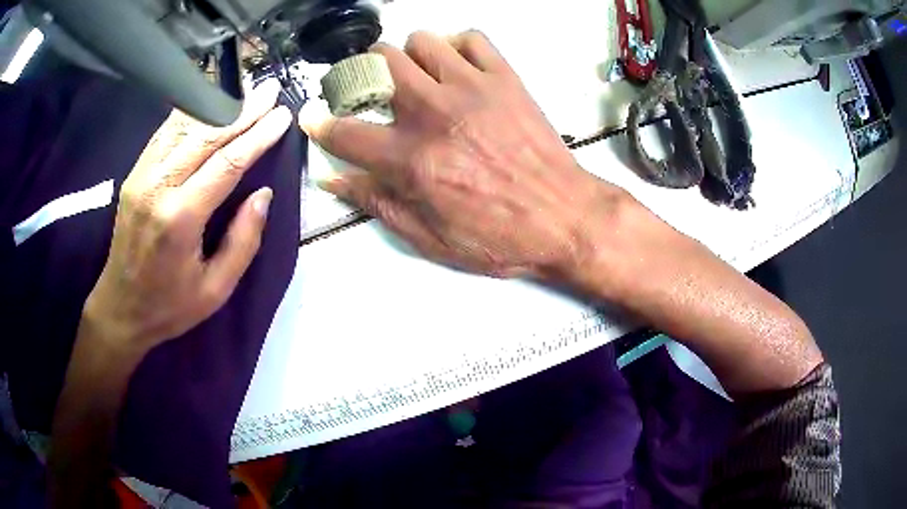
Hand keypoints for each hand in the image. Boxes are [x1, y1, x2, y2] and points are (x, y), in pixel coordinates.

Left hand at [84, 80, 291, 356]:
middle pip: (205, 135)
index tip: (282, 116)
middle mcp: (158, 187)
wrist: (120, 308)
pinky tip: (208, 106)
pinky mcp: (134, 175)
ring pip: (183, 127)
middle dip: (242, 111)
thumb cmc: (170, 306)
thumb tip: (262, 194)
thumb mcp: (216, 289)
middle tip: (269, 91)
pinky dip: (189, 116)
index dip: (257, 136)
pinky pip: (164, 135)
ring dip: (217, 107)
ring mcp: (141, 177)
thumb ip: (243, 241)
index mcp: (180, 218)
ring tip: (244, 94)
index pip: (226, 163)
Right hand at [303, 31, 632, 282]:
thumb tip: (333, 178)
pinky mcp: (505, 78)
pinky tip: (458, 69)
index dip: (319, 123)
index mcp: (410, 160)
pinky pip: (471, 38)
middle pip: (377, 63)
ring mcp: (471, 87)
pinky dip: (457, 47)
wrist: (565, 218)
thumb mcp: (429, 237)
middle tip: (372, 93)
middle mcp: (433, 112)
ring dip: (409, 58)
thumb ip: (376, 203)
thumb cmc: (498, 237)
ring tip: (418, 80)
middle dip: (363, 75)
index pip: (344, 131)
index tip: (313, 118)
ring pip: (419, 41)